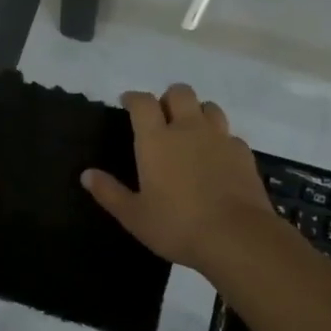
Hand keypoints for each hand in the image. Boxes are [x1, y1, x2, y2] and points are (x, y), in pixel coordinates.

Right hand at [81, 83, 273, 274]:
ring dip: (197, 112)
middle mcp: (188, 129)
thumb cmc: (177, 225)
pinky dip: (219, 139)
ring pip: (209, 107)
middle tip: (162, 117)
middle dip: (168, 98)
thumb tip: (86, 174)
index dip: (133, 98)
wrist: (237, 237)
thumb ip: (109, 192)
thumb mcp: (134, 216)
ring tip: (190, 132)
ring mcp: (219, 138)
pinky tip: (216, 158)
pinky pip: (229, 134)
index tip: (127, 103)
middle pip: (180, 92)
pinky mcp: (244, 153)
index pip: (143, 102)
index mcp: (156, 140)